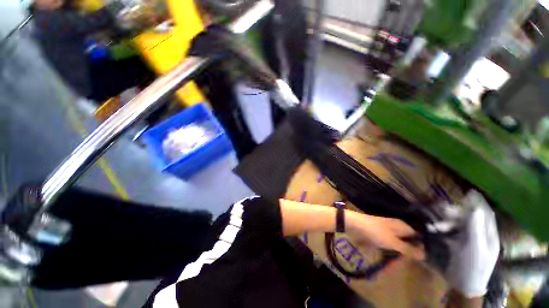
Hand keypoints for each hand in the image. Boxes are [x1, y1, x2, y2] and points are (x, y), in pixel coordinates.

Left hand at [345, 211, 424, 260]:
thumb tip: (425, 254)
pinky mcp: (378, 233)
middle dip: (404, 253)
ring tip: (392, 262)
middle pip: (406, 241)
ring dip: (394, 253)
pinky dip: (386, 249)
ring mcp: (386, 229)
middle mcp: (396, 227)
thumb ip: (408, 249)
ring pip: (396, 244)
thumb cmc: (376, 232)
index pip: (417, 236)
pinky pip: (386, 243)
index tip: (419, 259)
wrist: (355, 224)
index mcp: (402, 226)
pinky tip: (384, 255)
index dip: (420, 247)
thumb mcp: (393, 242)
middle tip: (400, 263)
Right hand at [444, 190, 499, 297]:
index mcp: (488, 235)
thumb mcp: (475, 248)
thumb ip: (475, 228)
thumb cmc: (473, 266)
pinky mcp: (457, 244)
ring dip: (446, 222)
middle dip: (456, 213)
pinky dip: (441, 229)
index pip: (486, 215)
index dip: (479, 203)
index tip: (470, 192)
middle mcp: (479, 235)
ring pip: (457, 225)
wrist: (463, 285)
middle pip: (469, 218)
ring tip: (435, 223)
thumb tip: (475, 208)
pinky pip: (449, 232)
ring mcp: (468, 240)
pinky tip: (433, 229)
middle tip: (443, 208)